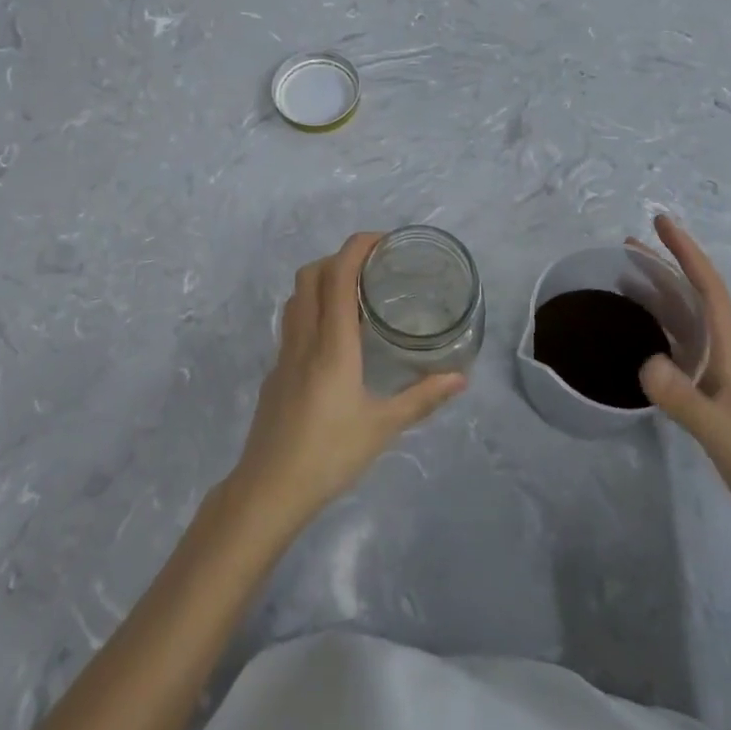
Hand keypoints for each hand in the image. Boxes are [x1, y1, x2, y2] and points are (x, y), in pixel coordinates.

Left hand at [228, 233, 466, 538]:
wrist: (269, 488)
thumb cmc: (330, 454)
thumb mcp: (383, 426)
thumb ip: (422, 398)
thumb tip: (461, 378)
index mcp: (333, 343)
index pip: (338, 275)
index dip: (357, 247)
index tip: (382, 240)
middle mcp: (305, 337)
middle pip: (311, 274)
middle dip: (339, 258)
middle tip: (372, 268)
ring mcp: (284, 353)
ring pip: (297, 296)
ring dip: (321, 280)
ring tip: (353, 295)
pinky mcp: (275, 371)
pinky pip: (292, 322)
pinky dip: (312, 309)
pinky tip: (333, 338)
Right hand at [632, 215, 730, 554]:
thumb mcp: (721, 432)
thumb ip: (683, 399)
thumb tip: (644, 361)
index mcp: (730, 353)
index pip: (708, 290)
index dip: (686, 253)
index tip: (661, 222)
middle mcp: (724, 357)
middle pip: (693, 299)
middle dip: (665, 267)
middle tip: (628, 246)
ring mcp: (720, 379)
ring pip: (686, 324)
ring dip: (660, 297)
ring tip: (625, 283)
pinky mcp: (713, 401)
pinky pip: (680, 351)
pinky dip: (659, 333)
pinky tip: (641, 342)